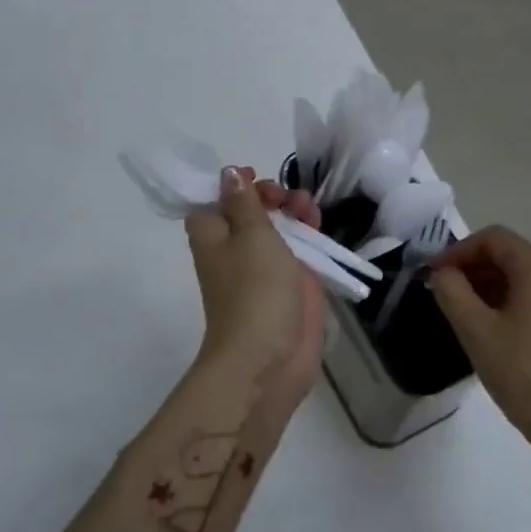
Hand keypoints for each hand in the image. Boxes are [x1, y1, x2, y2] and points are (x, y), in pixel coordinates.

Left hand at [184, 167, 324, 428]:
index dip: (229, 185)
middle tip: (282, 195)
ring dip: (291, 210)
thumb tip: (228, 174)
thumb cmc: (254, 289)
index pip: (212, 201)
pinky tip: (318, 220)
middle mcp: (234, 248)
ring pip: (277, 228)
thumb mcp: (250, 235)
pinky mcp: (290, 283)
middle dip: (267, 195)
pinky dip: (307, 232)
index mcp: (212, 236)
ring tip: (306, 205)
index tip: (252, 174)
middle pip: (248, 212)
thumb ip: (245, 202)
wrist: (269, 357)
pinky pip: (298, 249)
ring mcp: (264, 267)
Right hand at [428, 226, 530, 457]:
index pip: (493, 238)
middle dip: (476, 270)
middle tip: (447, 296)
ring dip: (495, 287)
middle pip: (513, 256)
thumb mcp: (476, 333)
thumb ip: (452, 292)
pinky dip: (518, 303)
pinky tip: (502, 332)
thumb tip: (443, 273)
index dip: (458, 251)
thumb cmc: (526, 377)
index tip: (434, 275)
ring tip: (470, 317)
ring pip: (529, 279)